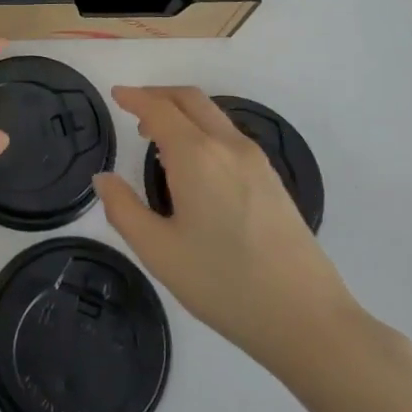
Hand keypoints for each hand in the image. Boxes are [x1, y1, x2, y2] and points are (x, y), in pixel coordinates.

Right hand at [94, 86, 365, 380]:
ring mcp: (256, 161)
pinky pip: (229, 135)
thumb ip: (123, 209)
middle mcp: (227, 146)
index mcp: (196, 156)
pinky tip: (194, 163)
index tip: (115, 94)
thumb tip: (104, 179)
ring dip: (182, 112)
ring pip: (213, 115)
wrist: (307, 318)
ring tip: (157, 137)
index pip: (159, 109)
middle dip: (159, 95)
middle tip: (133, 107)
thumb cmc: (224, 284)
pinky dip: (203, 129)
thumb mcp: (159, 252)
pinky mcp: (273, 179)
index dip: (134, 98)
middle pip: (190, 99)